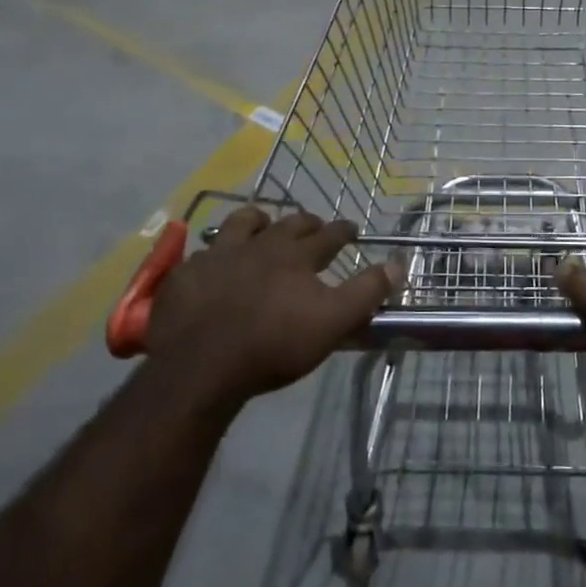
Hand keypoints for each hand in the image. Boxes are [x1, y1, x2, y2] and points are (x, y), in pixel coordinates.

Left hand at [143, 207, 396, 410]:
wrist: (201, 365)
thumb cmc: (274, 345)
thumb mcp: (332, 322)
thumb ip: (366, 292)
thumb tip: (398, 263)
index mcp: (296, 256)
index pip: (328, 235)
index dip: (343, 230)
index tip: (352, 228)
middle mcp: (260, 245)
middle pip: (288, 223)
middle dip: (306, 222)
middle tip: (313, 226)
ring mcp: (220, 255)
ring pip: (242, 223)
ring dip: (258, 221)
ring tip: (263, 226)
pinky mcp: (187, 273)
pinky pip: (204, 252)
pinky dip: (216, 252)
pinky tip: (215, 263)